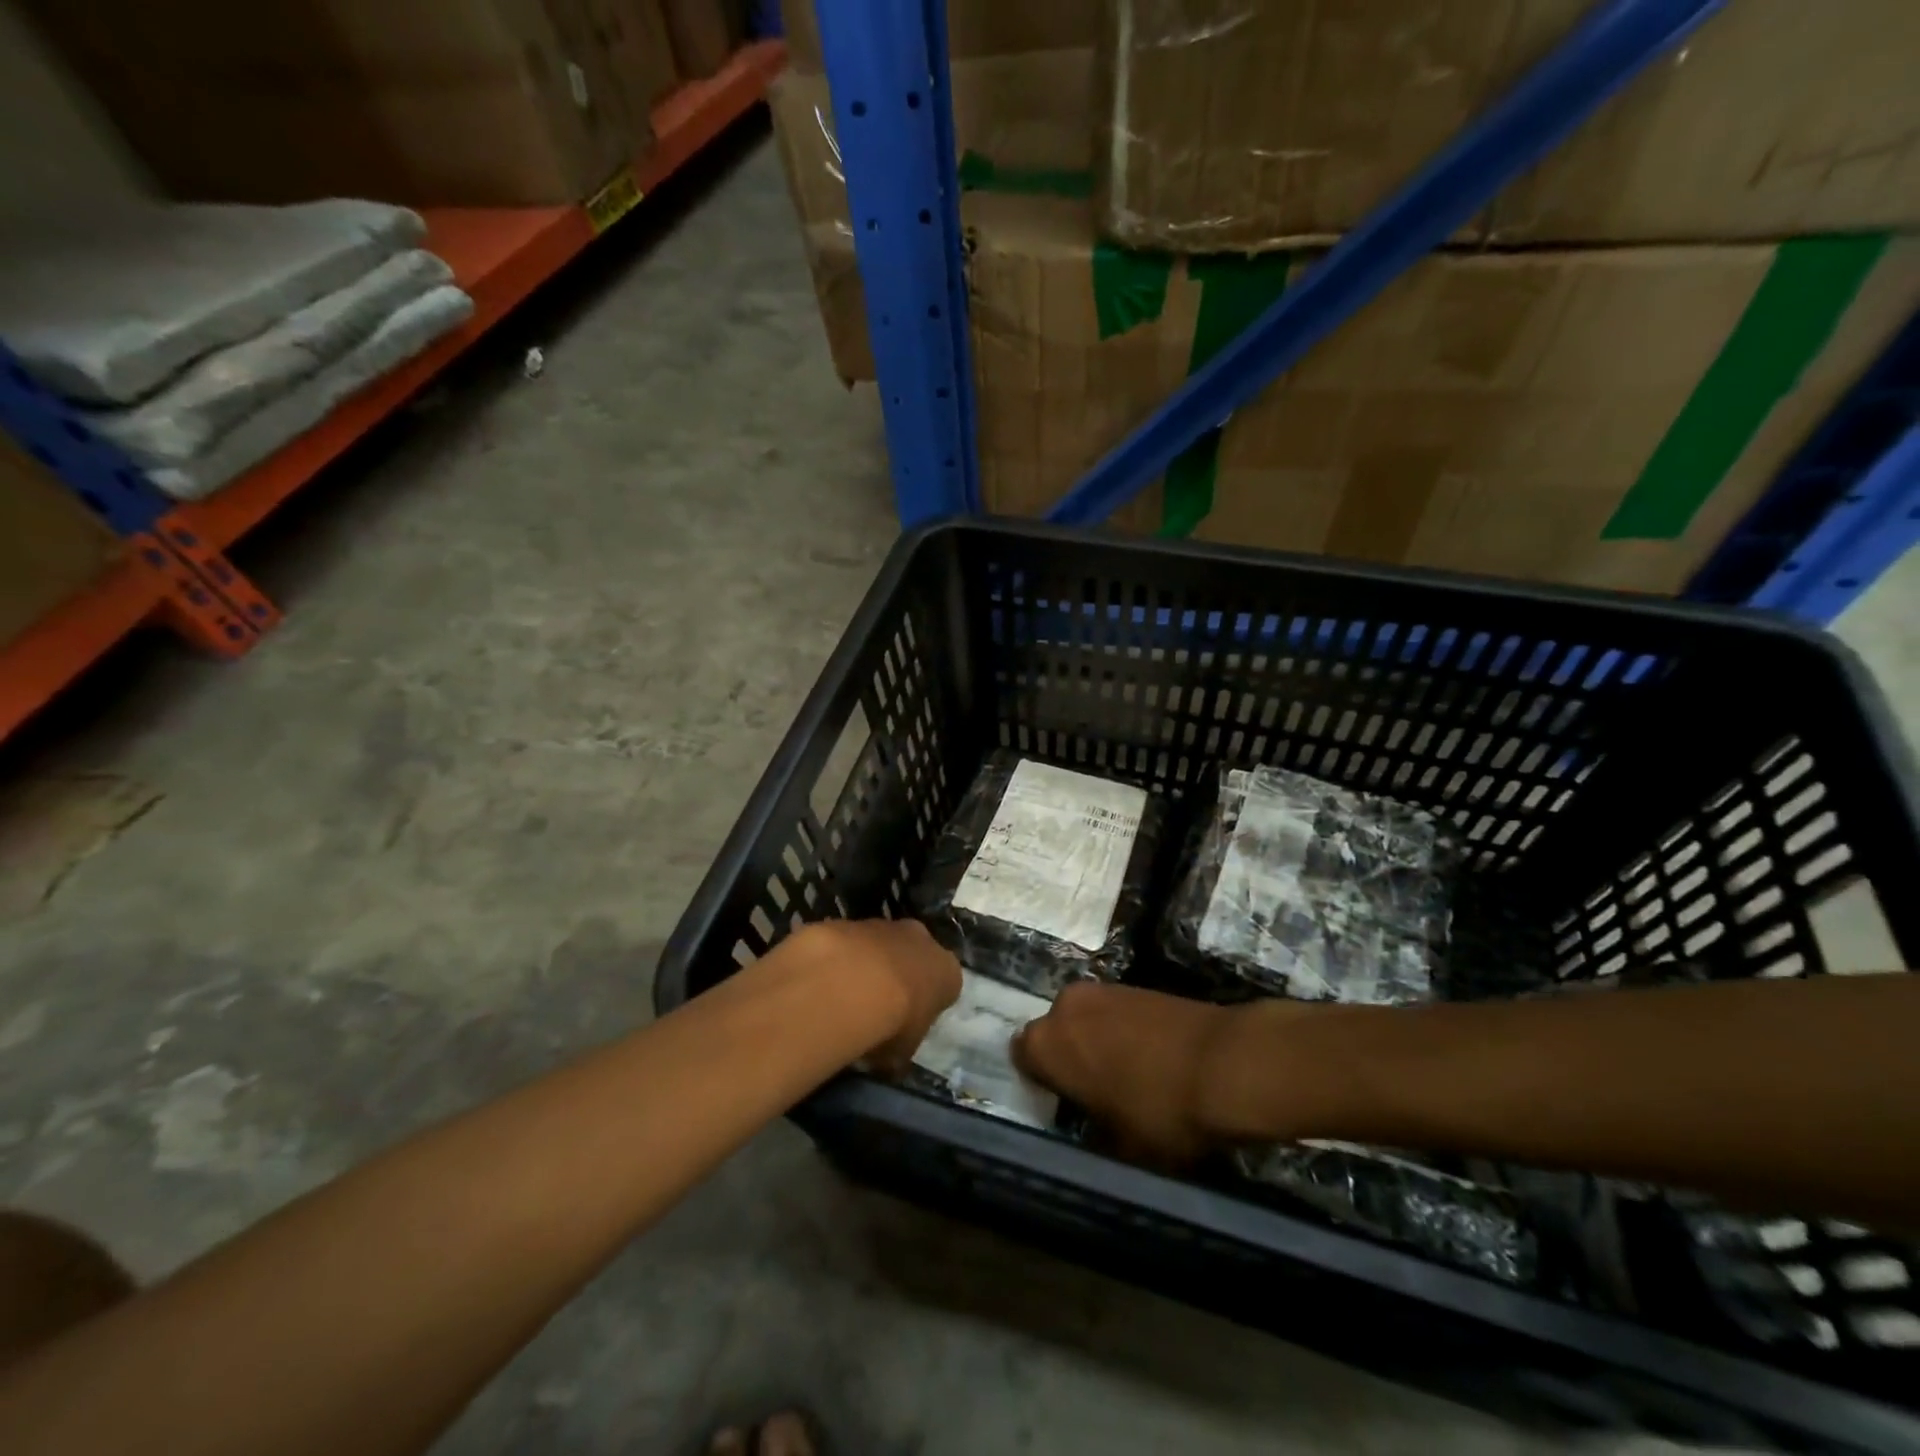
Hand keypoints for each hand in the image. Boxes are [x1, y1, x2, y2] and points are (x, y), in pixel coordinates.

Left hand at [808, 919, 961, 1076]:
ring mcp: (884, 925)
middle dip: (900, 974)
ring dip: (867, 965)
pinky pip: (848, 944)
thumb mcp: (902, 1053)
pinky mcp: (849, 922)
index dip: (927, 1004)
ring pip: (879, 945)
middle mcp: (921, 939)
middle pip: (914, 955)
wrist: (849, 984)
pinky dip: (839, 959)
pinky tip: (824, 983)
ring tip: (844, 997)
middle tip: (878, 1006)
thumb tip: (888, 1060)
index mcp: (947, 970)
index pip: (945, 985)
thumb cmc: (891, 1023)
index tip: (909, 1023)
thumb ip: (900, 1049)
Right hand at [1012, 982, 1233, 1166]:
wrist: (1225, 1062)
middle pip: (1054, 1033)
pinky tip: (1151, 1058)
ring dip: (1096, 1042)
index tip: (1065, 1105)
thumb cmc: (1160, 1111)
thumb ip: (1093, 1135)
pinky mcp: (1134, 984)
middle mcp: (1064, 1006)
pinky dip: (1123, 1031)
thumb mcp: (1121, 1148)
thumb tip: (1092, 1131)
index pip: (1022, 1058)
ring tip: (1127, 1077)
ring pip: (1085, 1019)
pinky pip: (1114, 1012)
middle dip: (1069, 1057)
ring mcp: (1102, 989)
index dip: (1042, 1083)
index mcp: (1046, 1043)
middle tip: (1096, 1092)